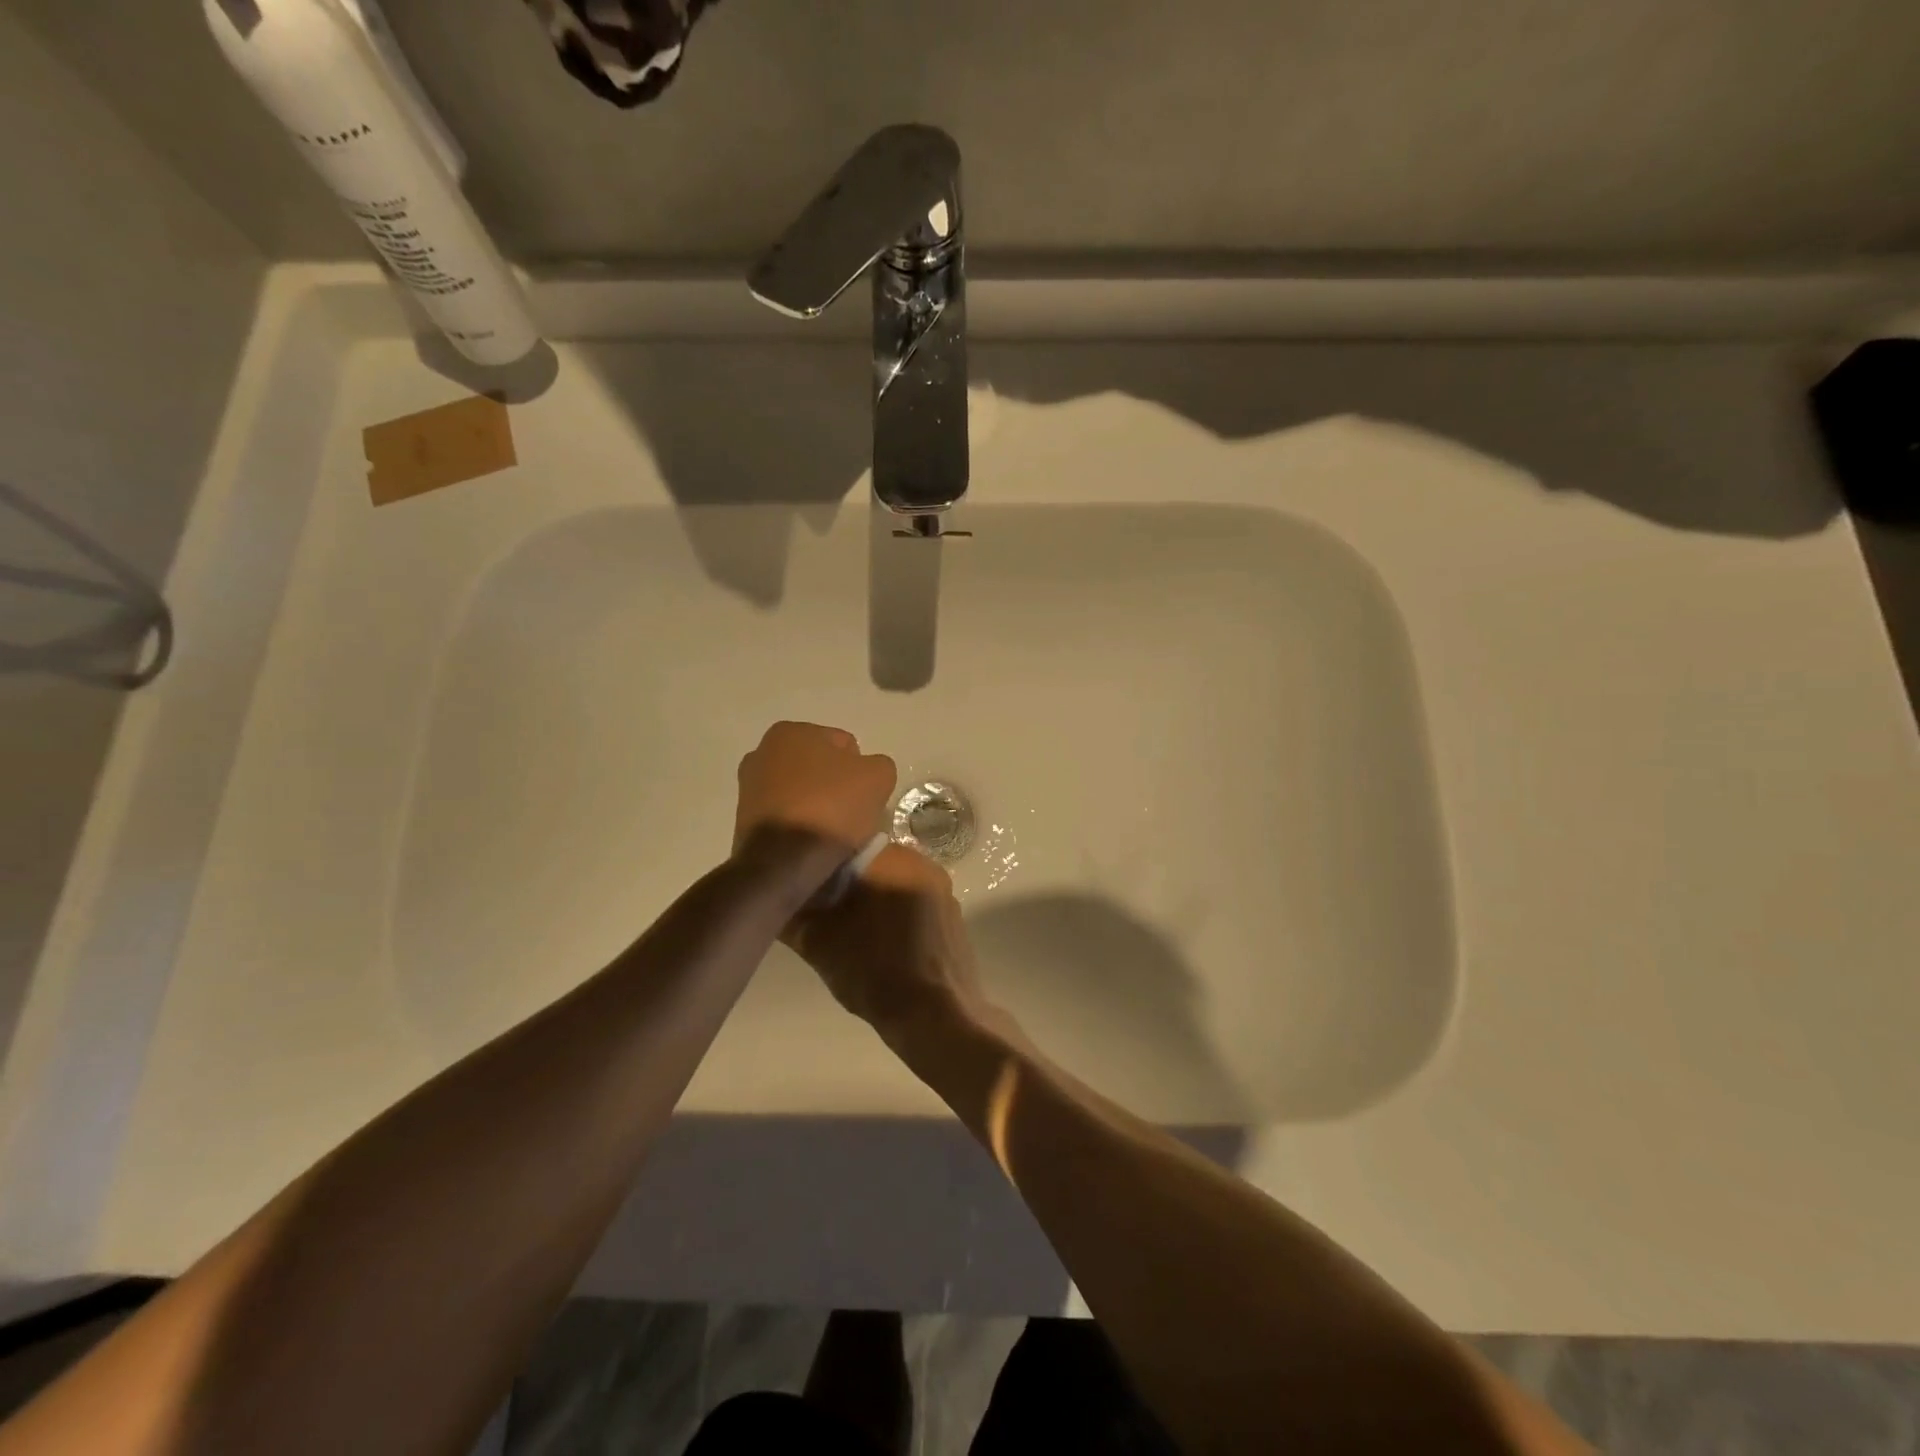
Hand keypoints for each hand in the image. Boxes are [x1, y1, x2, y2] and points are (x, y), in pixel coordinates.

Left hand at [734, 721, 896, 856]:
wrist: (784, 862)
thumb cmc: (831, 807)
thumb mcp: (878, 777)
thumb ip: (878, 764)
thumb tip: (869, 772)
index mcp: (790, 731)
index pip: (842, 744)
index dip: (861, 769)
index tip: (867, 795)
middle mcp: (762, 752)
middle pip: (818, 767)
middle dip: (835, 784)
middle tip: (853, 811)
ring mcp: (748, 787)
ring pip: (800, 792)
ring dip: (816, 805)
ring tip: (834, 832)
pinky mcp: (743, 821)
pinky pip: (786, 816)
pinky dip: (800, 824)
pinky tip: (813, 842)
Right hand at [787, 843, 991, 1037]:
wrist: (936, 1015)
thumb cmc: (873, 971)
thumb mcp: (819, 944)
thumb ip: (794, 917)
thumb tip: (777, 902)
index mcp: (891, 859)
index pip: (847, 849)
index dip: (823, 871)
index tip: (810, 895)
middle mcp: (922, 864)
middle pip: (873, 867)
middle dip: (850, 888)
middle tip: (828, 918)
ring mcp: (943, 891)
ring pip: (896, 886)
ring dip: (875, 904)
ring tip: (855, 937)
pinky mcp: (954, 918)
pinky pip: (917, 907)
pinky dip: (899, 919)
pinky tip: (885, 949)